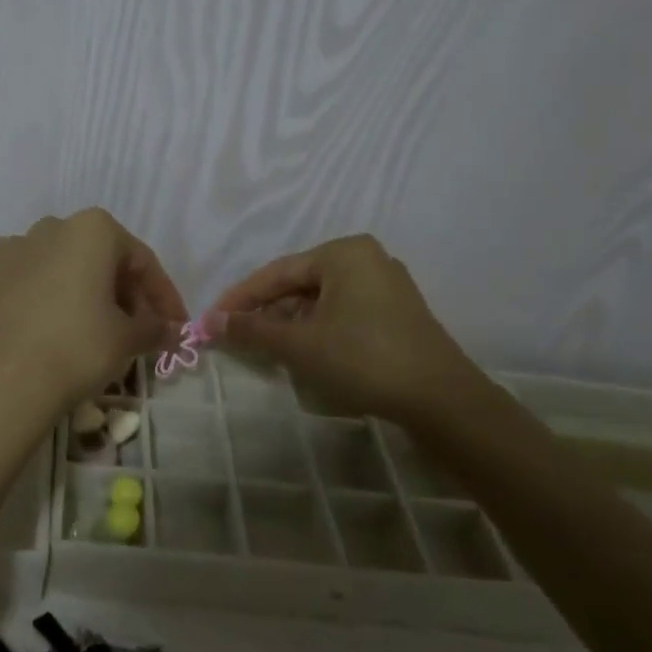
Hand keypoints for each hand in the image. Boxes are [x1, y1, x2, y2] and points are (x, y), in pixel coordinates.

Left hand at [0, 210, 187, 424]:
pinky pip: (22, 281)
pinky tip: (44, 329)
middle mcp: (50, 227)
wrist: (0, 382)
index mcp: (92, 230)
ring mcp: (8, 248)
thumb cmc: (77, 349)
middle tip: (134, 330)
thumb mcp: (128, 339)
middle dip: (120, 291)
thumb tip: (169, 330)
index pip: (141, 261)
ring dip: (79, 291)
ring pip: (57, 266)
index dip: (163, 296)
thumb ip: (155, 326)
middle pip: (97, 258)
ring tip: (88, 330)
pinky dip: (39, 298)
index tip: (174, 326)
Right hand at [211, 235, 480, 423]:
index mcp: (343, 252)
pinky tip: (302, 352)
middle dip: (266, 312)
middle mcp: (366, 259)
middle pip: (300, 285)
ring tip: (264, 349)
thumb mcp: (300, 344)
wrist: (441, 399)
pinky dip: (317, 330)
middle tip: (236, 337)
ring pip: (321, 301)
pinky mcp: (397, 314)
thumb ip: (252, 330)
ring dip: (290, 324)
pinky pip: (343, 313)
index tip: (212, 320)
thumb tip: (209, 323)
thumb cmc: (363, 358)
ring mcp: (386, 286)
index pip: (277, 272)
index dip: (241, 298)